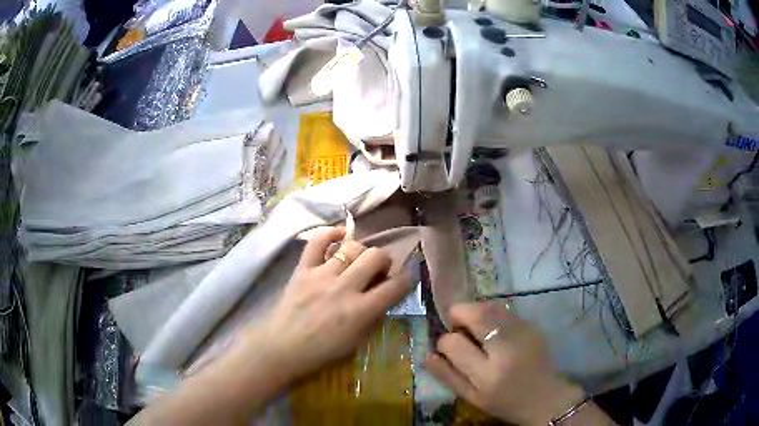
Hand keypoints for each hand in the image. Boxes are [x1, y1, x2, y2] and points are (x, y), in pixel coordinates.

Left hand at [242, 227, 412, 380]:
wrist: (282, 347)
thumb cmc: (321, 351)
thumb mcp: (356, 342)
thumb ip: (373, 318)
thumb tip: (383, 297)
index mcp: (360, 311)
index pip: (394, 286)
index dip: (406, 279)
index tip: (406, 278)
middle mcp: (344, 288)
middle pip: (375, 257)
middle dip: (384, 259)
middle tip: (379, 269)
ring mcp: (321, 275)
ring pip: (351, 247)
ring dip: (361, 250)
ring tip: (358, 259)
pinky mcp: (302, 269)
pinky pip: (317, 241)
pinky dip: (330, 234)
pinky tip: (339, 237)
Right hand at [423, 303, 584, 425]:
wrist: (545, 397)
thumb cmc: (504, 402)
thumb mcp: (472, 397)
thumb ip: (447, 376)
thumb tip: (426, 355)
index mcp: (487, 375)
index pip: (453, 343)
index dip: (445, 342)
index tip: (448, 347)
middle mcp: (506, 349)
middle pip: (475, 314)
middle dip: (459, 314)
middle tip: (458, 327)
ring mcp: (523, 333)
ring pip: (490, 307)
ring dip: (475, 311)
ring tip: (475, 328)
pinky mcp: (533, 326)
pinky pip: (505, 310)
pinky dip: (492, 314)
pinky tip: (494, 330)